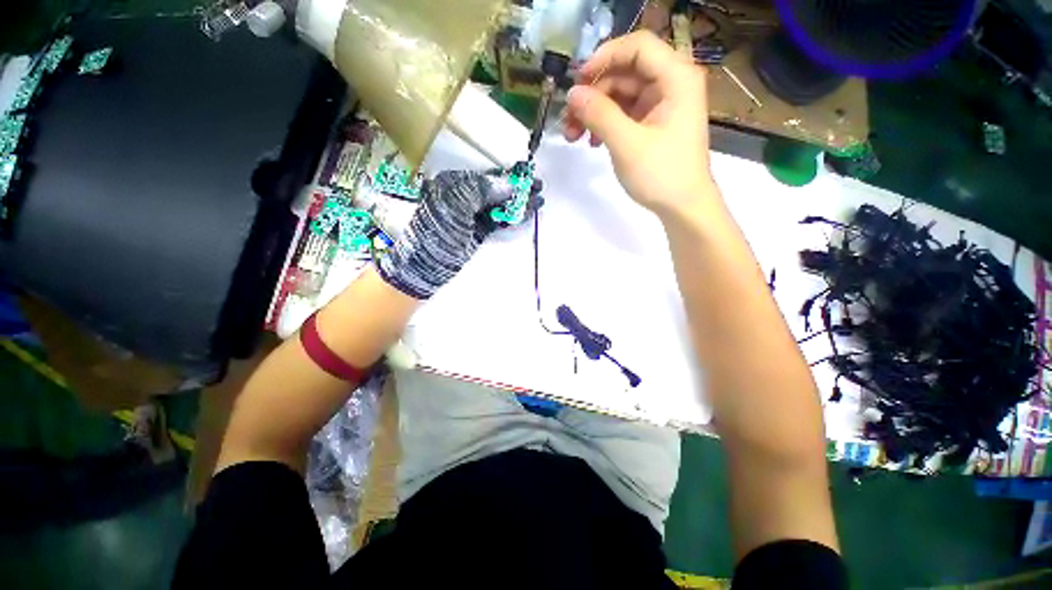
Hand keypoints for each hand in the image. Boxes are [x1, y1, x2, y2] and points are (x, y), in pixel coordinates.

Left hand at [376, 168, 538, 298]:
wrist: (425, 266)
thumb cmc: (436, 233)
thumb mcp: (453, 206)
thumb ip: (480, 190)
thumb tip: (508, 185)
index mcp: (453, 184)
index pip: (486, 176)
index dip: (508, 176)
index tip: (527, 176)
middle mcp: (463, 197)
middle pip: (495, 190)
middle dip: (517, 189)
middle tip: (538, 188)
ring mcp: (471, 216)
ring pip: (499, 206)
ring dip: (518, 204)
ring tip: (538, 201)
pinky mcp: (477, 232)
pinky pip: (498, 221)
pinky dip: (512, 218)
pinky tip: (525, 214)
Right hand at [564, 31, 715, 220]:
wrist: (682, 207)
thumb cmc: (661, 175)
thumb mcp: (627, 144)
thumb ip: (599, 115)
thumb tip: (572, 94)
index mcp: (676, 78)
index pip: (637, 47)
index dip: (604, 57)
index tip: (577, 82)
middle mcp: (670, 84)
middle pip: (624, 72)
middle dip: (593, 94)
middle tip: (568, 119)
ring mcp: (661, 104)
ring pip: (620, 94)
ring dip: (594, 112)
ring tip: (573, 136)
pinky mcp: (652, 123)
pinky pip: (624, 113)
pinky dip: (605, 124)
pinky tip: (592, 142)